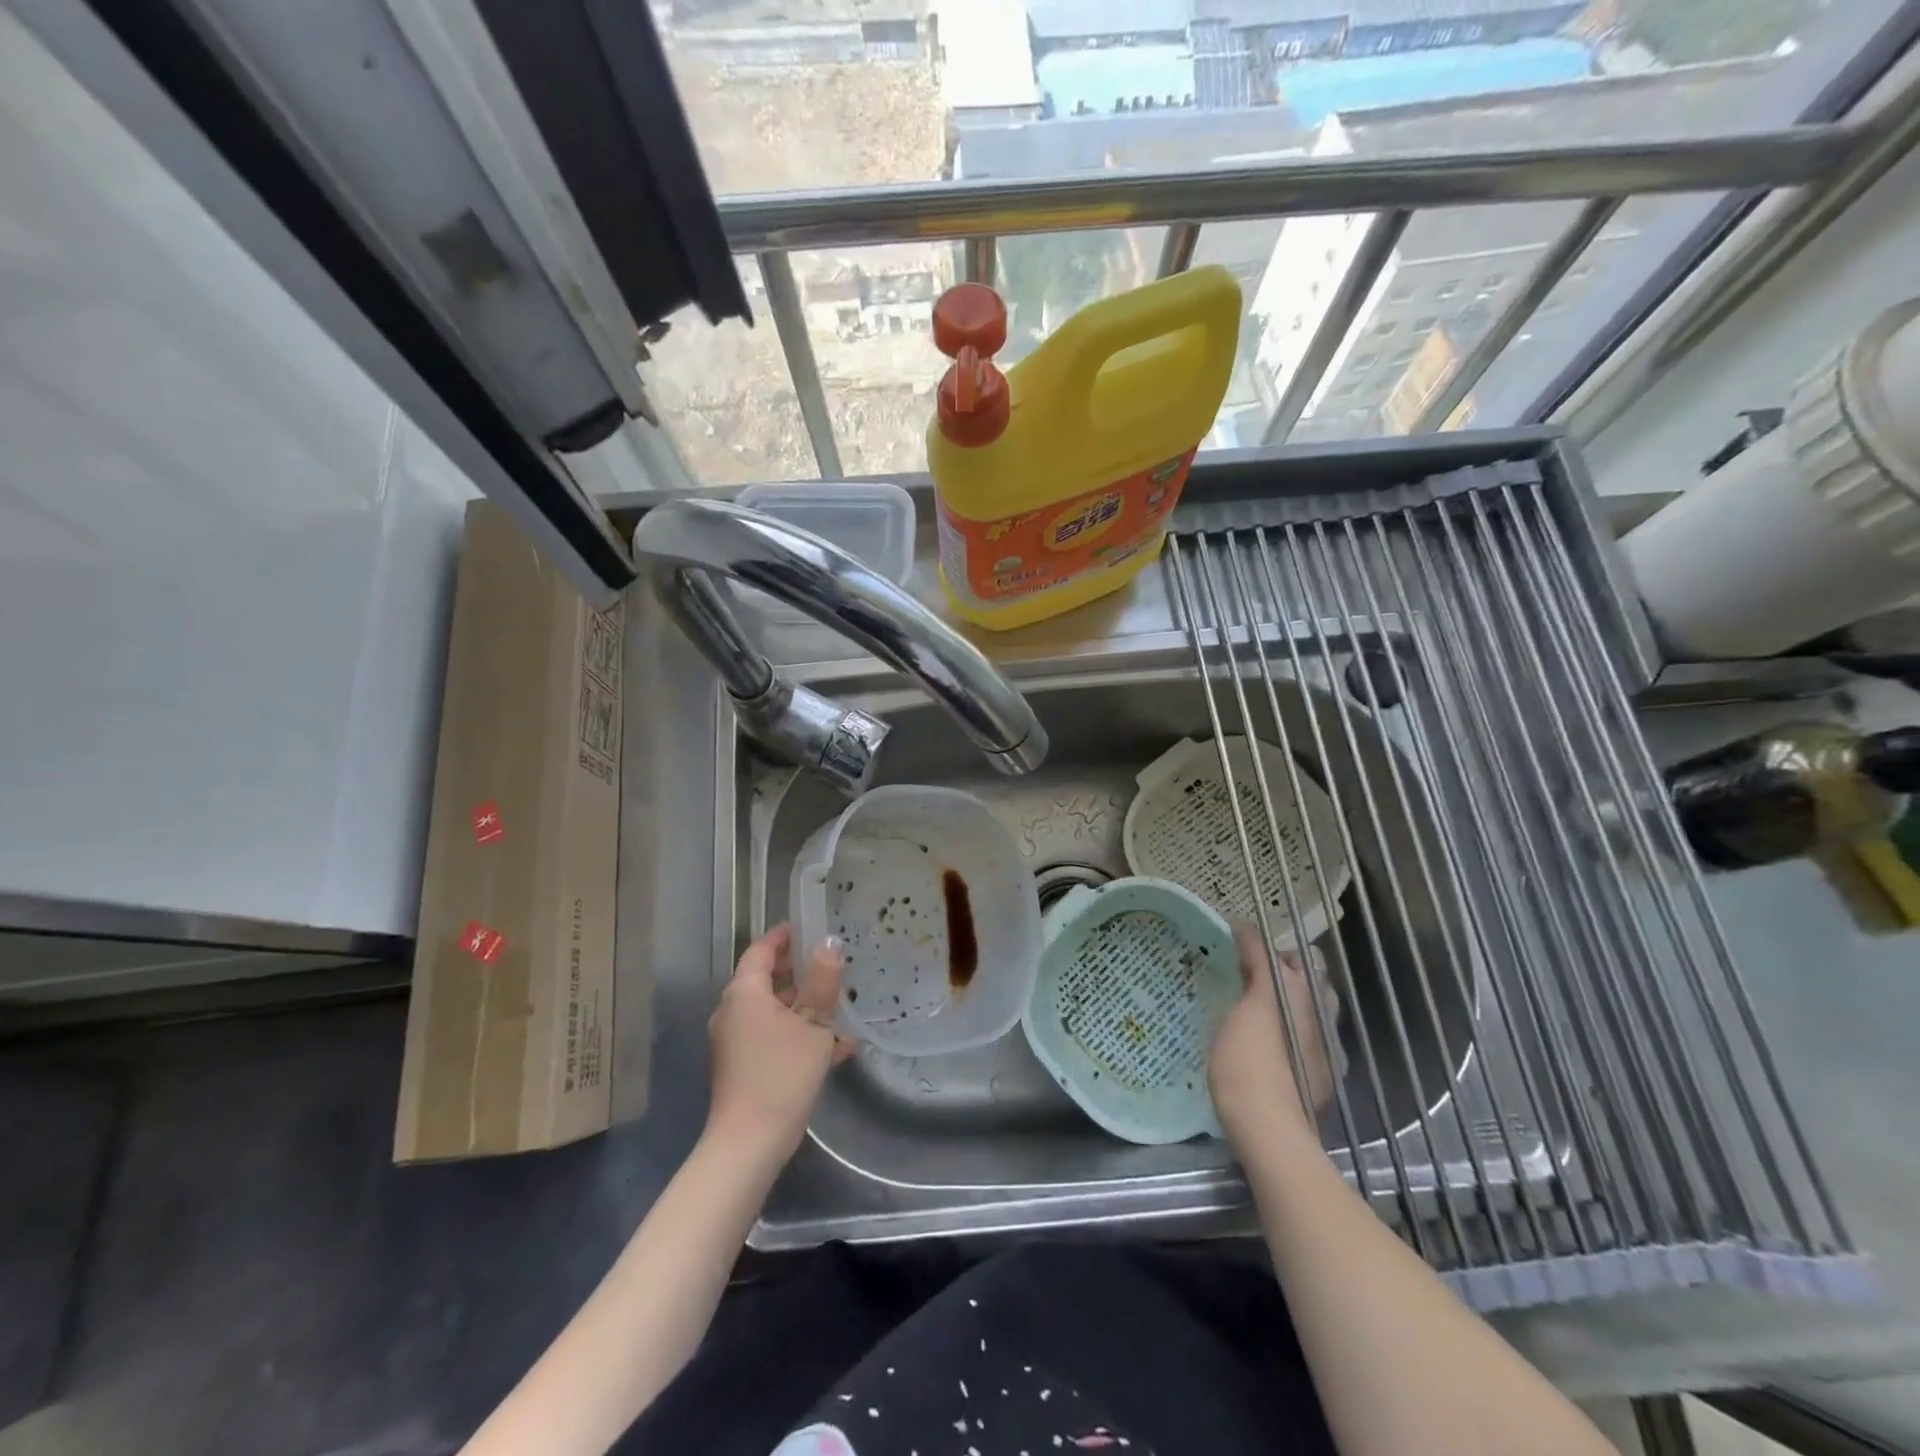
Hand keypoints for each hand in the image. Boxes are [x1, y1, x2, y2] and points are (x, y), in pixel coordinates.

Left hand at [705, 923, 852, 1163]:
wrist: (750, 1143)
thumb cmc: (782, 1073)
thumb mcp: (813, 1023)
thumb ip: (822, 981)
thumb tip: (829, 943)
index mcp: (744, 992)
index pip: (760, 950)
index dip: (783, 936)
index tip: (807, 927)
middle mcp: (733, 1011)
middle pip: (766, 979)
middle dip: (799, 971)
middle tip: (831, 963)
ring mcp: (736, 1041)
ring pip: (773, 1011)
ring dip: (804, 1006)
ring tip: (840, 1005)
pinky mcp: (743, 1067)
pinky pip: (773, 1037)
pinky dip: (799, 1034)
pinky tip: (837, 1046)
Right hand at [1209, 923, 1337, 1148]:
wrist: (1268, 1132)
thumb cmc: (1250, 1063)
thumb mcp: (1247, 1007)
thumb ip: (1255, 965)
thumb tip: (1246, 929)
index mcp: (1306, 995)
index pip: (1291, 955)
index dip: (1264, 945)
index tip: (1235, 944)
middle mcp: (1323, 1017)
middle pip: (1309, 979)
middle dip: (1282, 969)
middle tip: (1244, 972)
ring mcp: (1325, 1050)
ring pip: (1311, 1009)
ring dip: (1288, 998)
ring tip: (1255, 1004)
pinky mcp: (1319, 1077)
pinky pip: (1306, 1037)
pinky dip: (1289, 1028)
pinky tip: (1268, 1040)